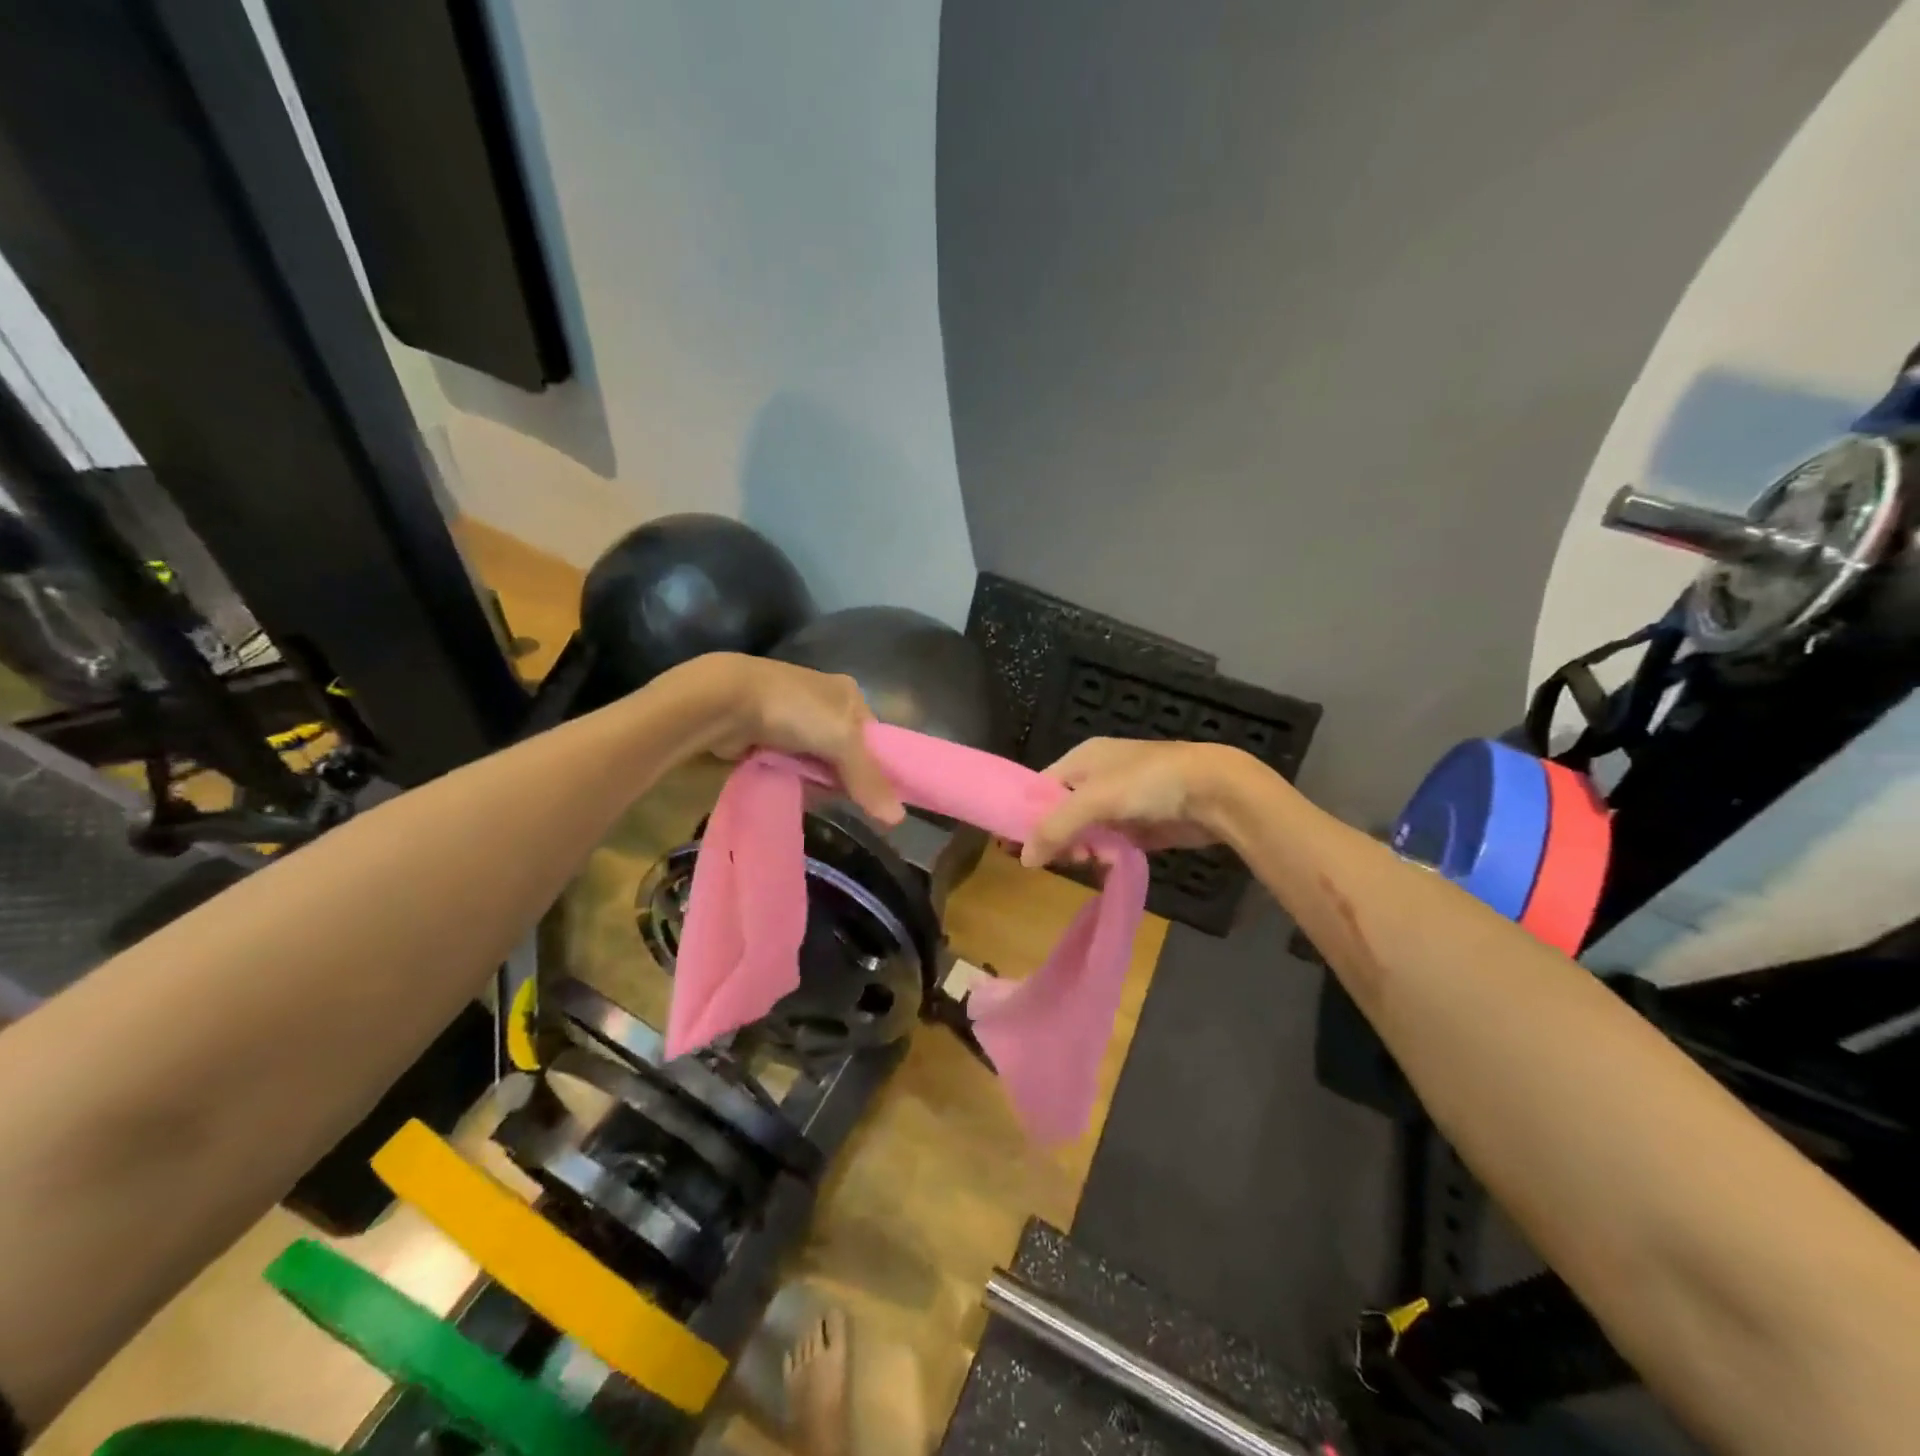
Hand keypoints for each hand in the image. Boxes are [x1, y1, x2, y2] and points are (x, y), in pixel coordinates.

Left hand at [695, 654, 904, 823]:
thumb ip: (869, 779)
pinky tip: (793, 790)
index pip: (875, 737)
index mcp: (849, 694)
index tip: (879, 797)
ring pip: (818, 763)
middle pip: (847, 753)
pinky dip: (794, 779)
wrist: (726, 701)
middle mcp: (825, 703)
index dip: (878, 766)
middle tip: (845, 800)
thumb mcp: (843, 741)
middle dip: (844, 777)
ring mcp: (794, 720)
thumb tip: (899, 819)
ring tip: (814, 796)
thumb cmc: (796, 711)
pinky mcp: (768, 737)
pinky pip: (792, 766)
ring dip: (817, 781)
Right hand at [1020, 738, 1235, 867]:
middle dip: (1060, 836)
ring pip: (1086, 831)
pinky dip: (1107, 854)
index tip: (1016, 847)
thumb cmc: (1148, 783)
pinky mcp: (1141, 825)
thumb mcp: (1094, 800)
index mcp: (1083, 758)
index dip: (1028, 815)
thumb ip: (1056, 827)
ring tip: (1093, 859)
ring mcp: (1121, 802)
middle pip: (1062, 812)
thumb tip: (1024, 859)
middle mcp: (1098, 777)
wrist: (1214, 792)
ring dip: (1084, 847)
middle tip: (1068, 856)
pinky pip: (1111, 843)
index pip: (1041, 787)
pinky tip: (1110, 863)